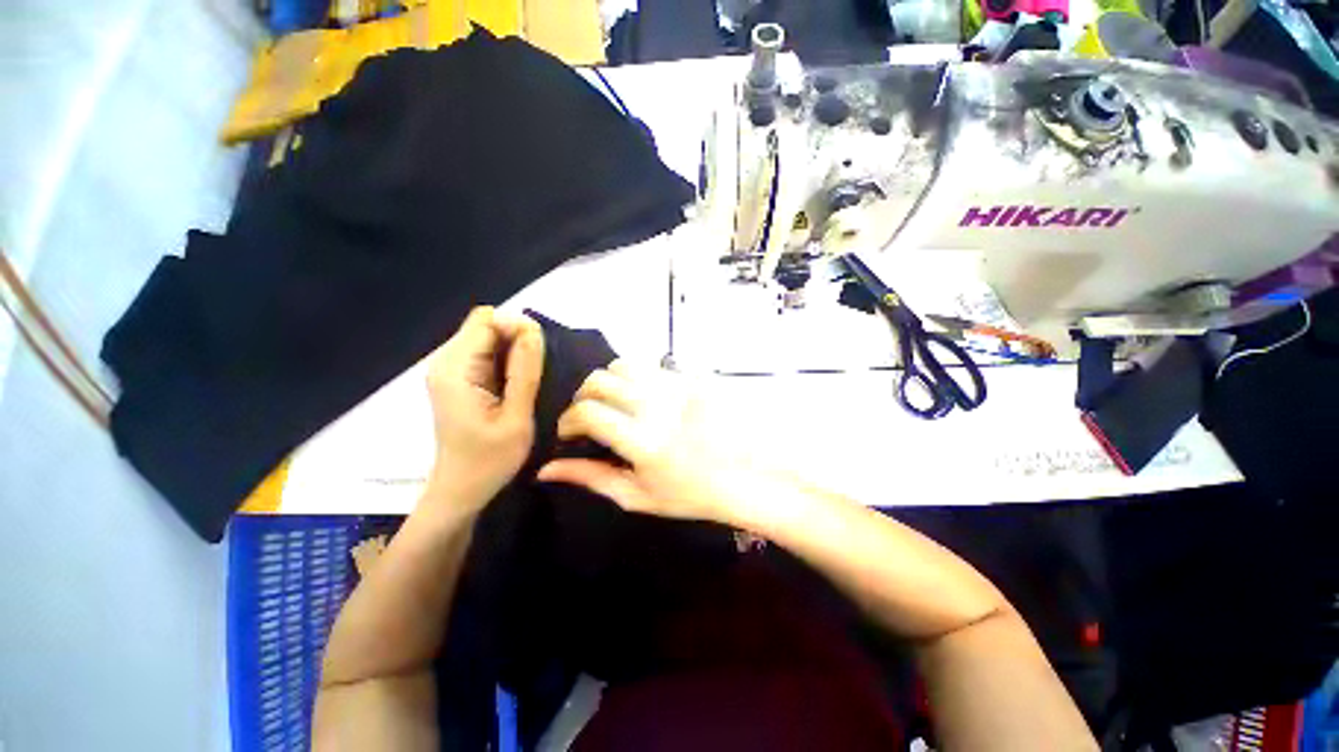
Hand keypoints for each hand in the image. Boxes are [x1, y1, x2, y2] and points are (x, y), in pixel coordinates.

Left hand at [425, 307, 543, 513]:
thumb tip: (533, 328)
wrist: (461, 490)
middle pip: (487, 325)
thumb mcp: (516, 417)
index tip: (541, 355)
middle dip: (518, 338)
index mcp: (455, 369)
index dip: (518, 328)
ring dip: (515, 350)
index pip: (488, 320)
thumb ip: (525, 372)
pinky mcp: (458, 378)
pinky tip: (518, 385)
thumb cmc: (489, 460)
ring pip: (490, 337)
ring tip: (531, 380)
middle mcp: (446, 361)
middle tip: (538, 372)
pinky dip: (508, 360)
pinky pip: (488, 353)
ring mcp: (450, 369)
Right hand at [537, 361, 760, 524]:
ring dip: (610, 382)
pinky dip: (637, 378)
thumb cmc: (688, 493)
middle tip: (589, 416)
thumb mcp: (636, 495)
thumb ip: (590, 478)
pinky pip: (652, 365)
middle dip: (584, 396)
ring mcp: (678, 387)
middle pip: (601, 379)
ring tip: (616, 402)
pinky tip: (645, 397)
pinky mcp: (692, 377)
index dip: (568, 420)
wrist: (742, 475)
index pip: (588, 412)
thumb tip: (545, 470)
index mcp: (643, 441)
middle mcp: (658, 406)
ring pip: (624, 364)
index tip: (569, 433)